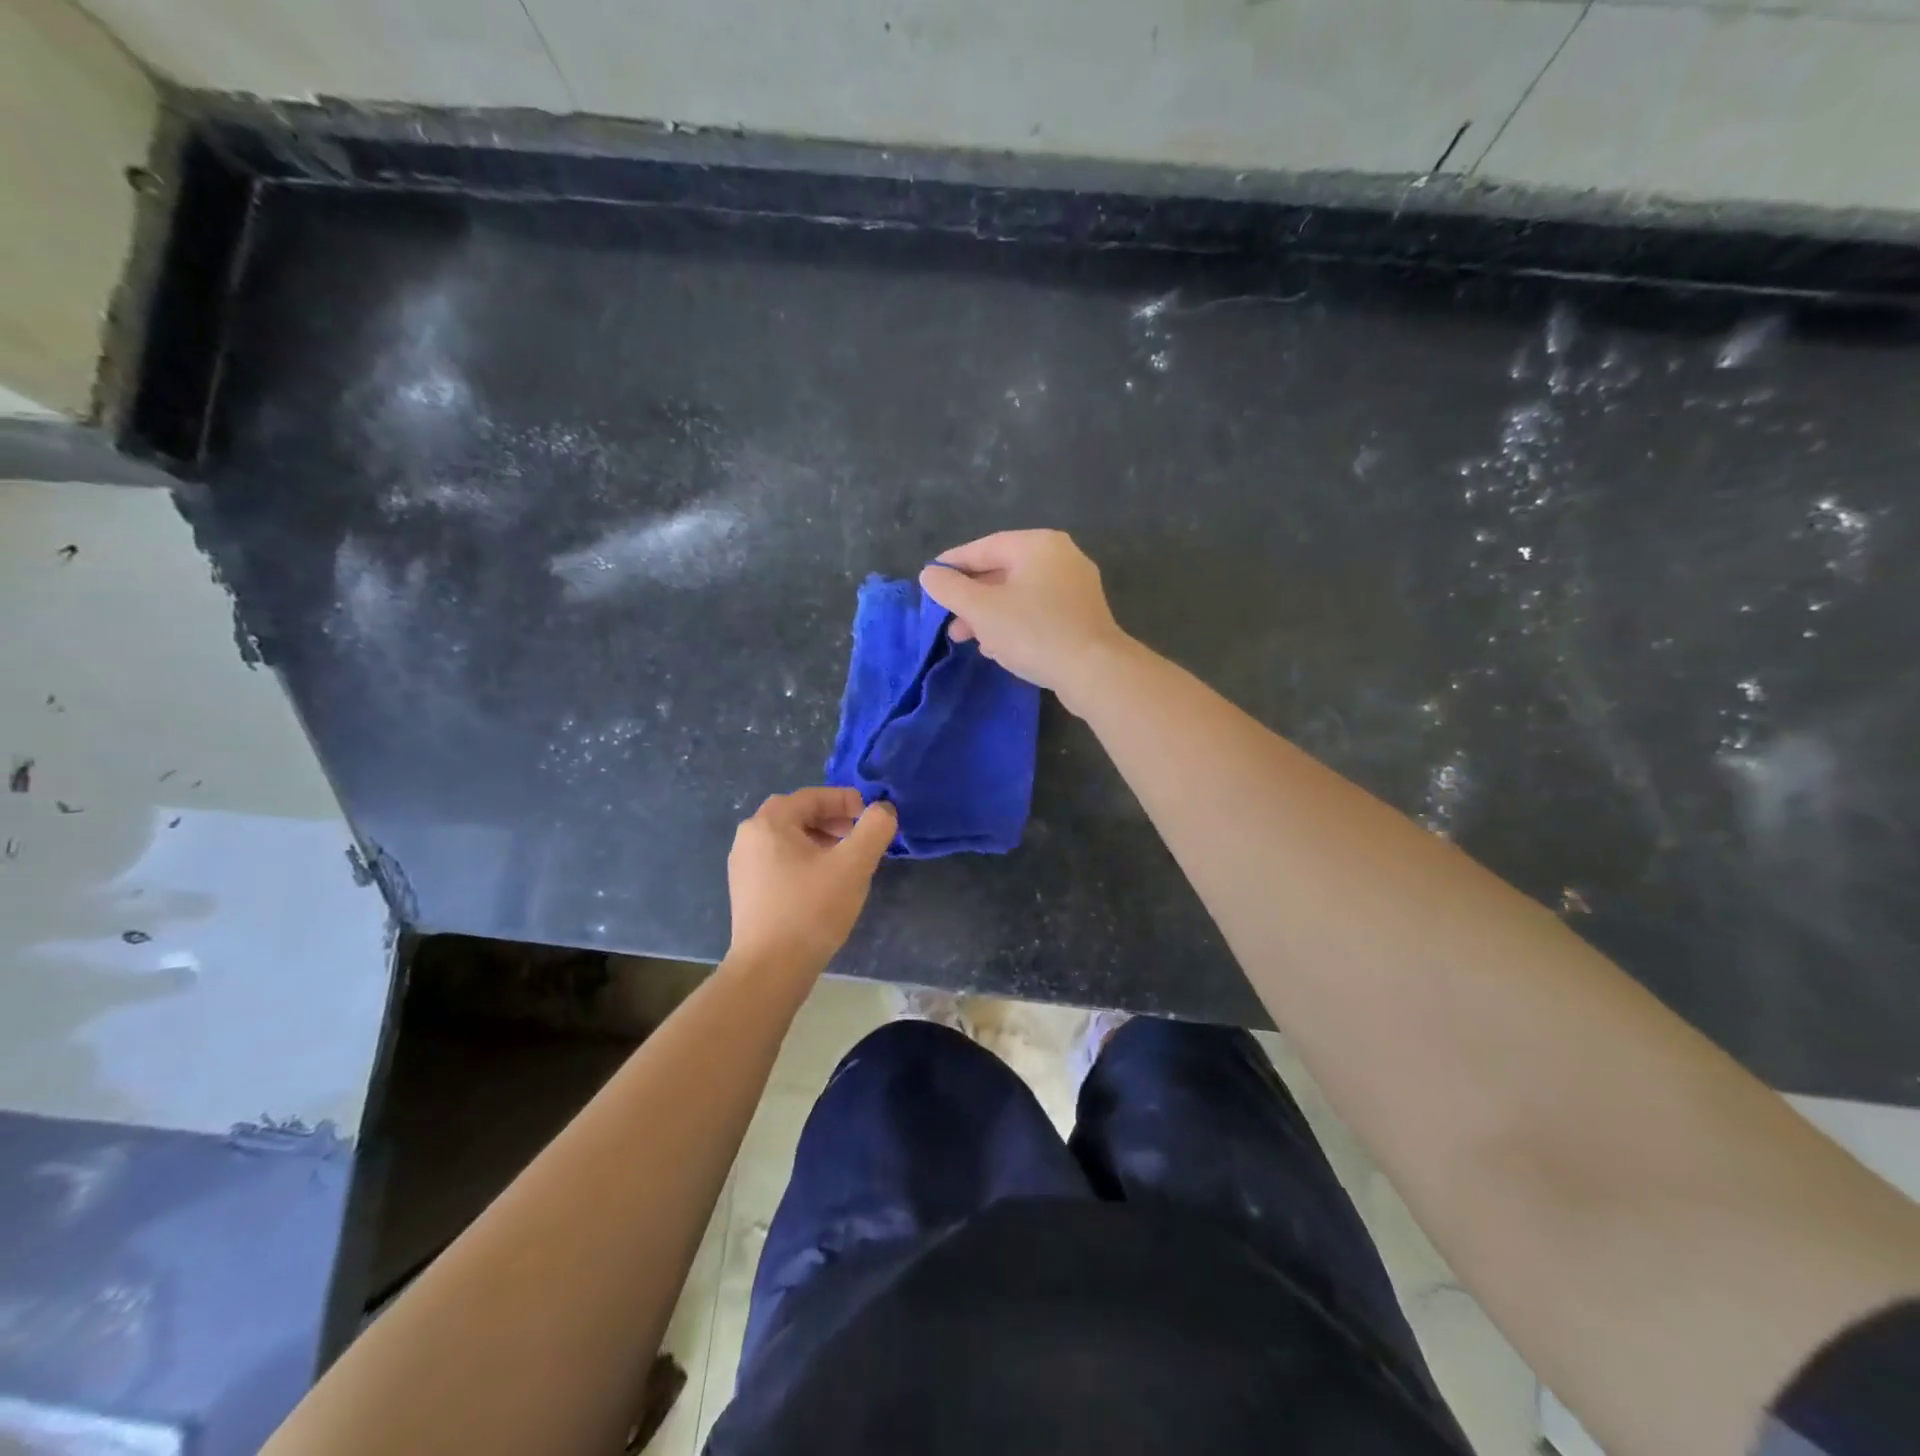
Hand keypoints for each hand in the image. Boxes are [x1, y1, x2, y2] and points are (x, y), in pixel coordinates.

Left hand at [726, 788, 895, 977]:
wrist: (770, 970)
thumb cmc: (811, 910)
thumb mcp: (853, 865)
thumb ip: (874, 829)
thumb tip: (884, 809)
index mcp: (769, 822)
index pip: (813, 796)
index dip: (847, 800)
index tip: (872, 817)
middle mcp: (749, 837)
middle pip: (798, 815)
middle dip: (833, 820)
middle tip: (860, 837)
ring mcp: (743, 866)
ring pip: (789, 839)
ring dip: (820, 841)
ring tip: (847, 861)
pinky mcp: (746, 891)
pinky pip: (779, 861)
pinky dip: (805, 861)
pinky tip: (824, 884)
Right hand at [918, 530, 1128, 702]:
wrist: (1094, 671)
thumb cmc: (1034, 632)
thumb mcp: (982, 609)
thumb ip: (951, 589)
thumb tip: (930, 574)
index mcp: (1038, 545)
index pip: (985, 547)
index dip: (953, 564)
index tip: (930, 579)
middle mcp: (1061, 558)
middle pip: (1003, 572)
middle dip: (971, 599)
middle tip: (948, 621)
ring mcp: (1076, 588)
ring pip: (1020, 596)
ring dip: (990, 617)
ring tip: (967, 640)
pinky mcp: (1082, 617)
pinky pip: (1038, 613)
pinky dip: (1014, 626)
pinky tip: (998, 649)